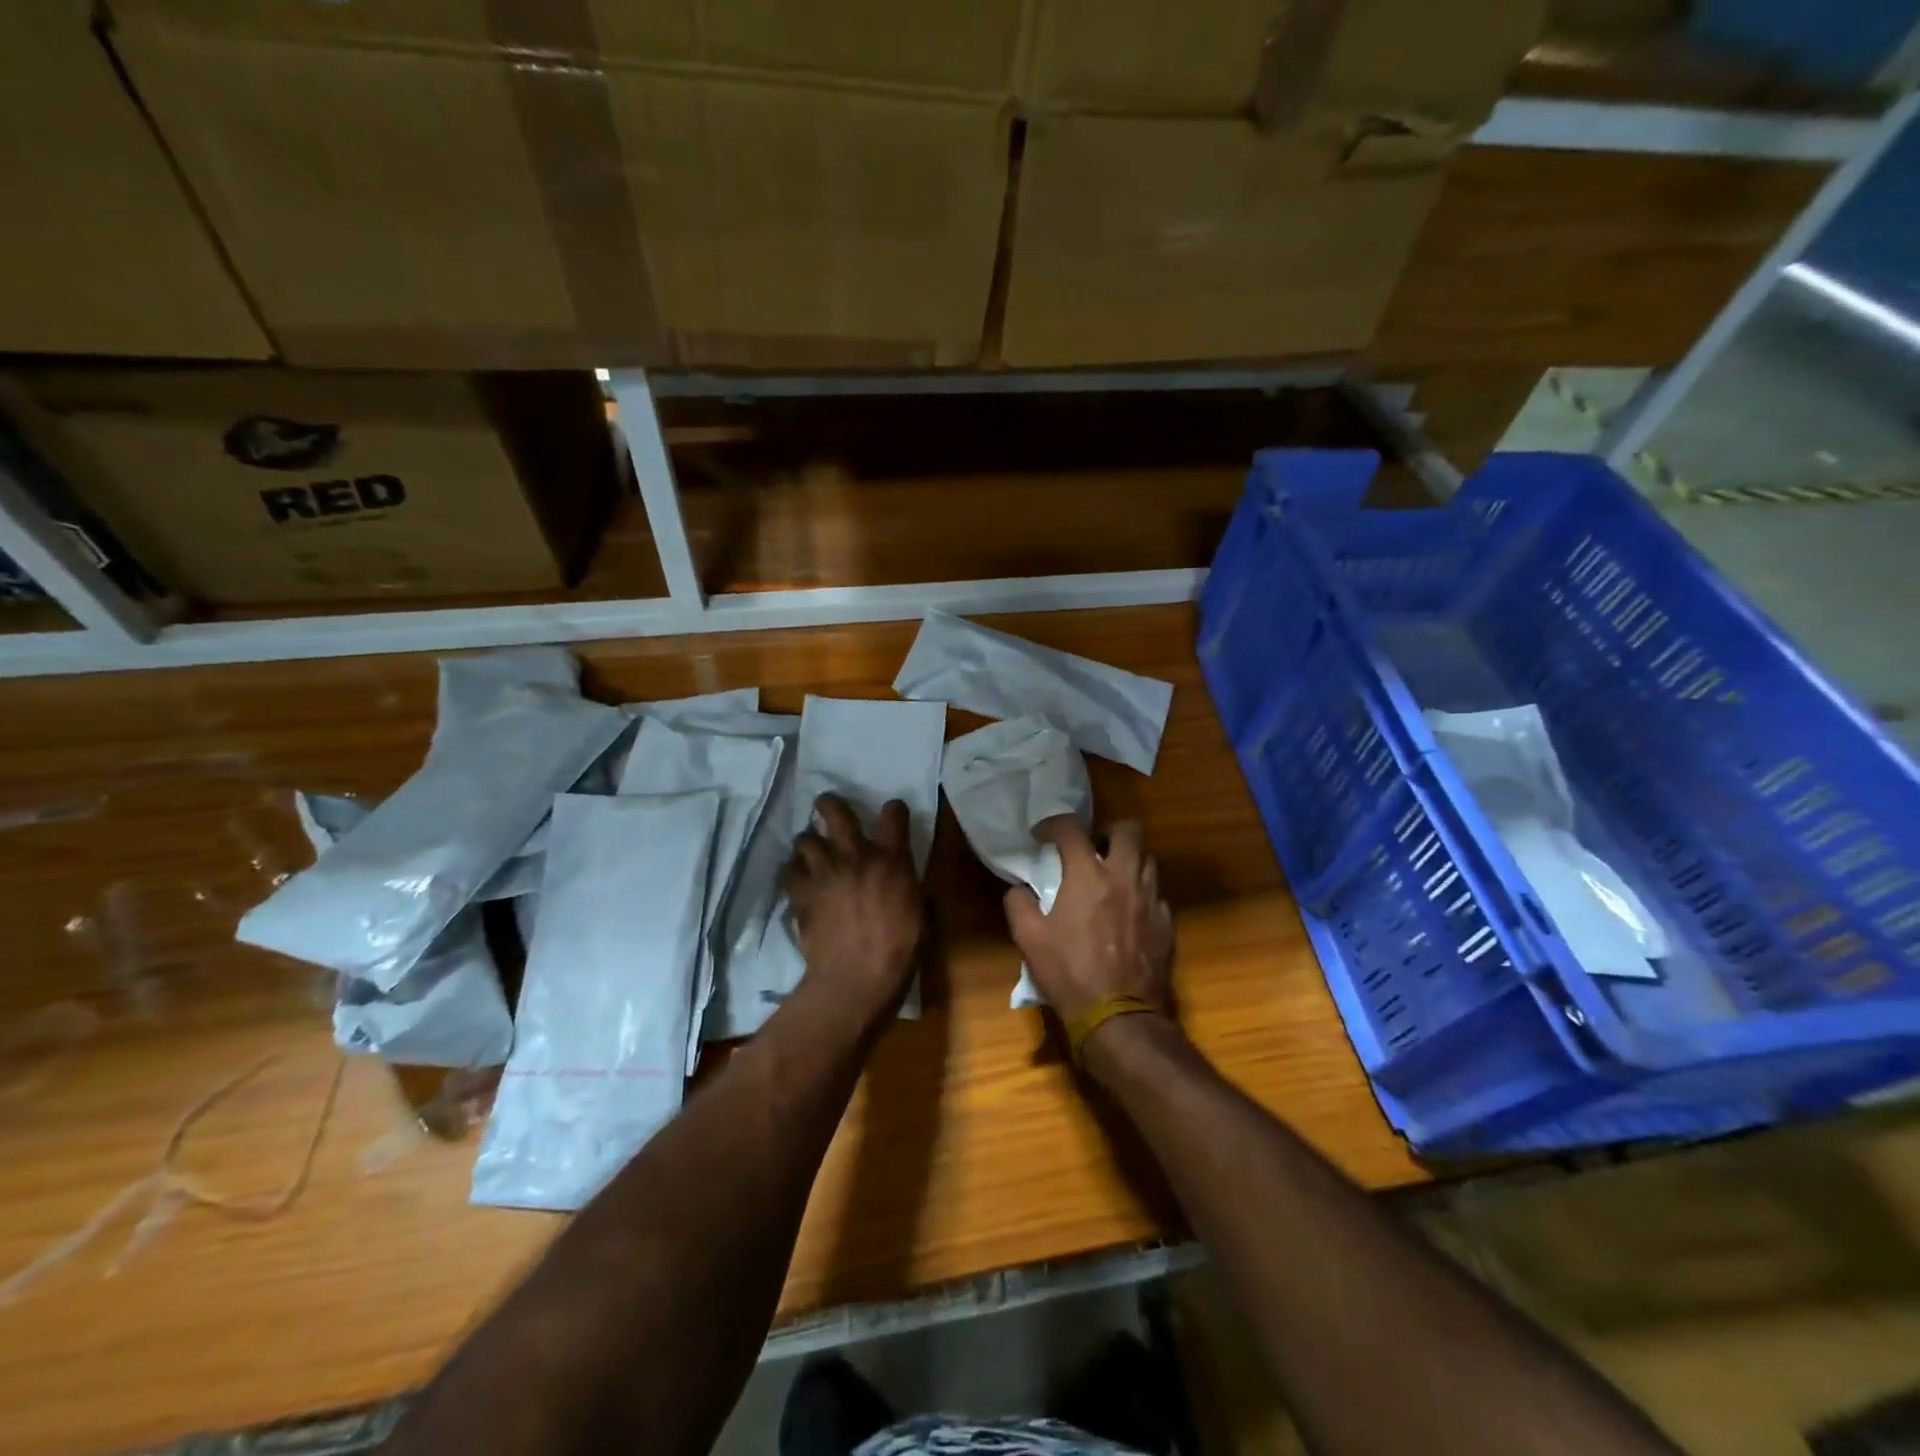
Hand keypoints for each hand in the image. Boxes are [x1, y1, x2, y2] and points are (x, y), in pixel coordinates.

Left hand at [783, 794, 924, 1017]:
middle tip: (827, 808)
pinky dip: (792, 871)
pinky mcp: (801, 893)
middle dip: (829, 805)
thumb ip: (909, 887)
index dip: (893, 810)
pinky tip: (797, 879)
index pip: (894, 814)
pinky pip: (788, 869)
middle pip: (835, 812)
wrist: (857, 977)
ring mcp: (825, 872)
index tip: (892, 814)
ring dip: (808, 843)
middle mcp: (856, 856)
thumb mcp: (920, 913)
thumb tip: (905, 881)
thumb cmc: (899, 950)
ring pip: (804, 838)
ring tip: (811, 852)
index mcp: (892, 860)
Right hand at [1004, 818, 1173, 1034]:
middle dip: (1108, 832)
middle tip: (1092, 848)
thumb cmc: (1069, 974)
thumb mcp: (1028, 940)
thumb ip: (1019, 904)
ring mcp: (1151, 900)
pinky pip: (1157, 895)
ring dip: (1128, 860)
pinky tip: (1128, 913)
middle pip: (1128, 830)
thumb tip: (1020, 890)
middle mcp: (1124, 878)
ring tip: (1111, 878)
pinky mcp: (1167, 924)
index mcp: (1088, 876)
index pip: (1071, 829)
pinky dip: (1141, 894)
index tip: (1042, 836)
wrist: (1119, 1018)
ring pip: (1148, 860)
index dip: (1053, 825)